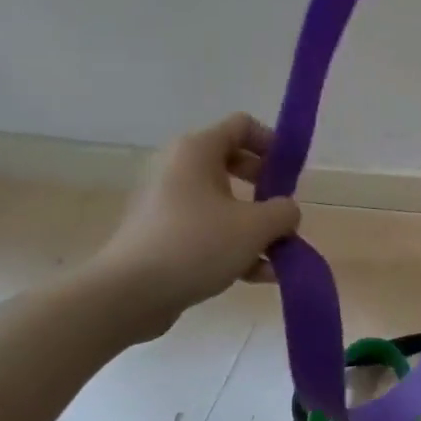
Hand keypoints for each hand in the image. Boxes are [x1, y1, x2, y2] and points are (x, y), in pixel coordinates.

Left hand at [84, 114, 300, 340]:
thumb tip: (286, 212)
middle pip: (236, 165)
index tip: (292, 173)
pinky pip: (208, 231)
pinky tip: (259, 275)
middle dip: (267, 191)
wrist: (128, 294)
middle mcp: (179, 169)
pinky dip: (234, 246)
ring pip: (224, 204)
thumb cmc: (196, 245)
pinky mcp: (162, 235)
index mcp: (197, 151)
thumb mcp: (256, 227)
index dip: (273, 143)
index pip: (242, 126)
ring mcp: (168, 203)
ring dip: (256, 227)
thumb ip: (284, 212)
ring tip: (279, 257)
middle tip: (284, 213)